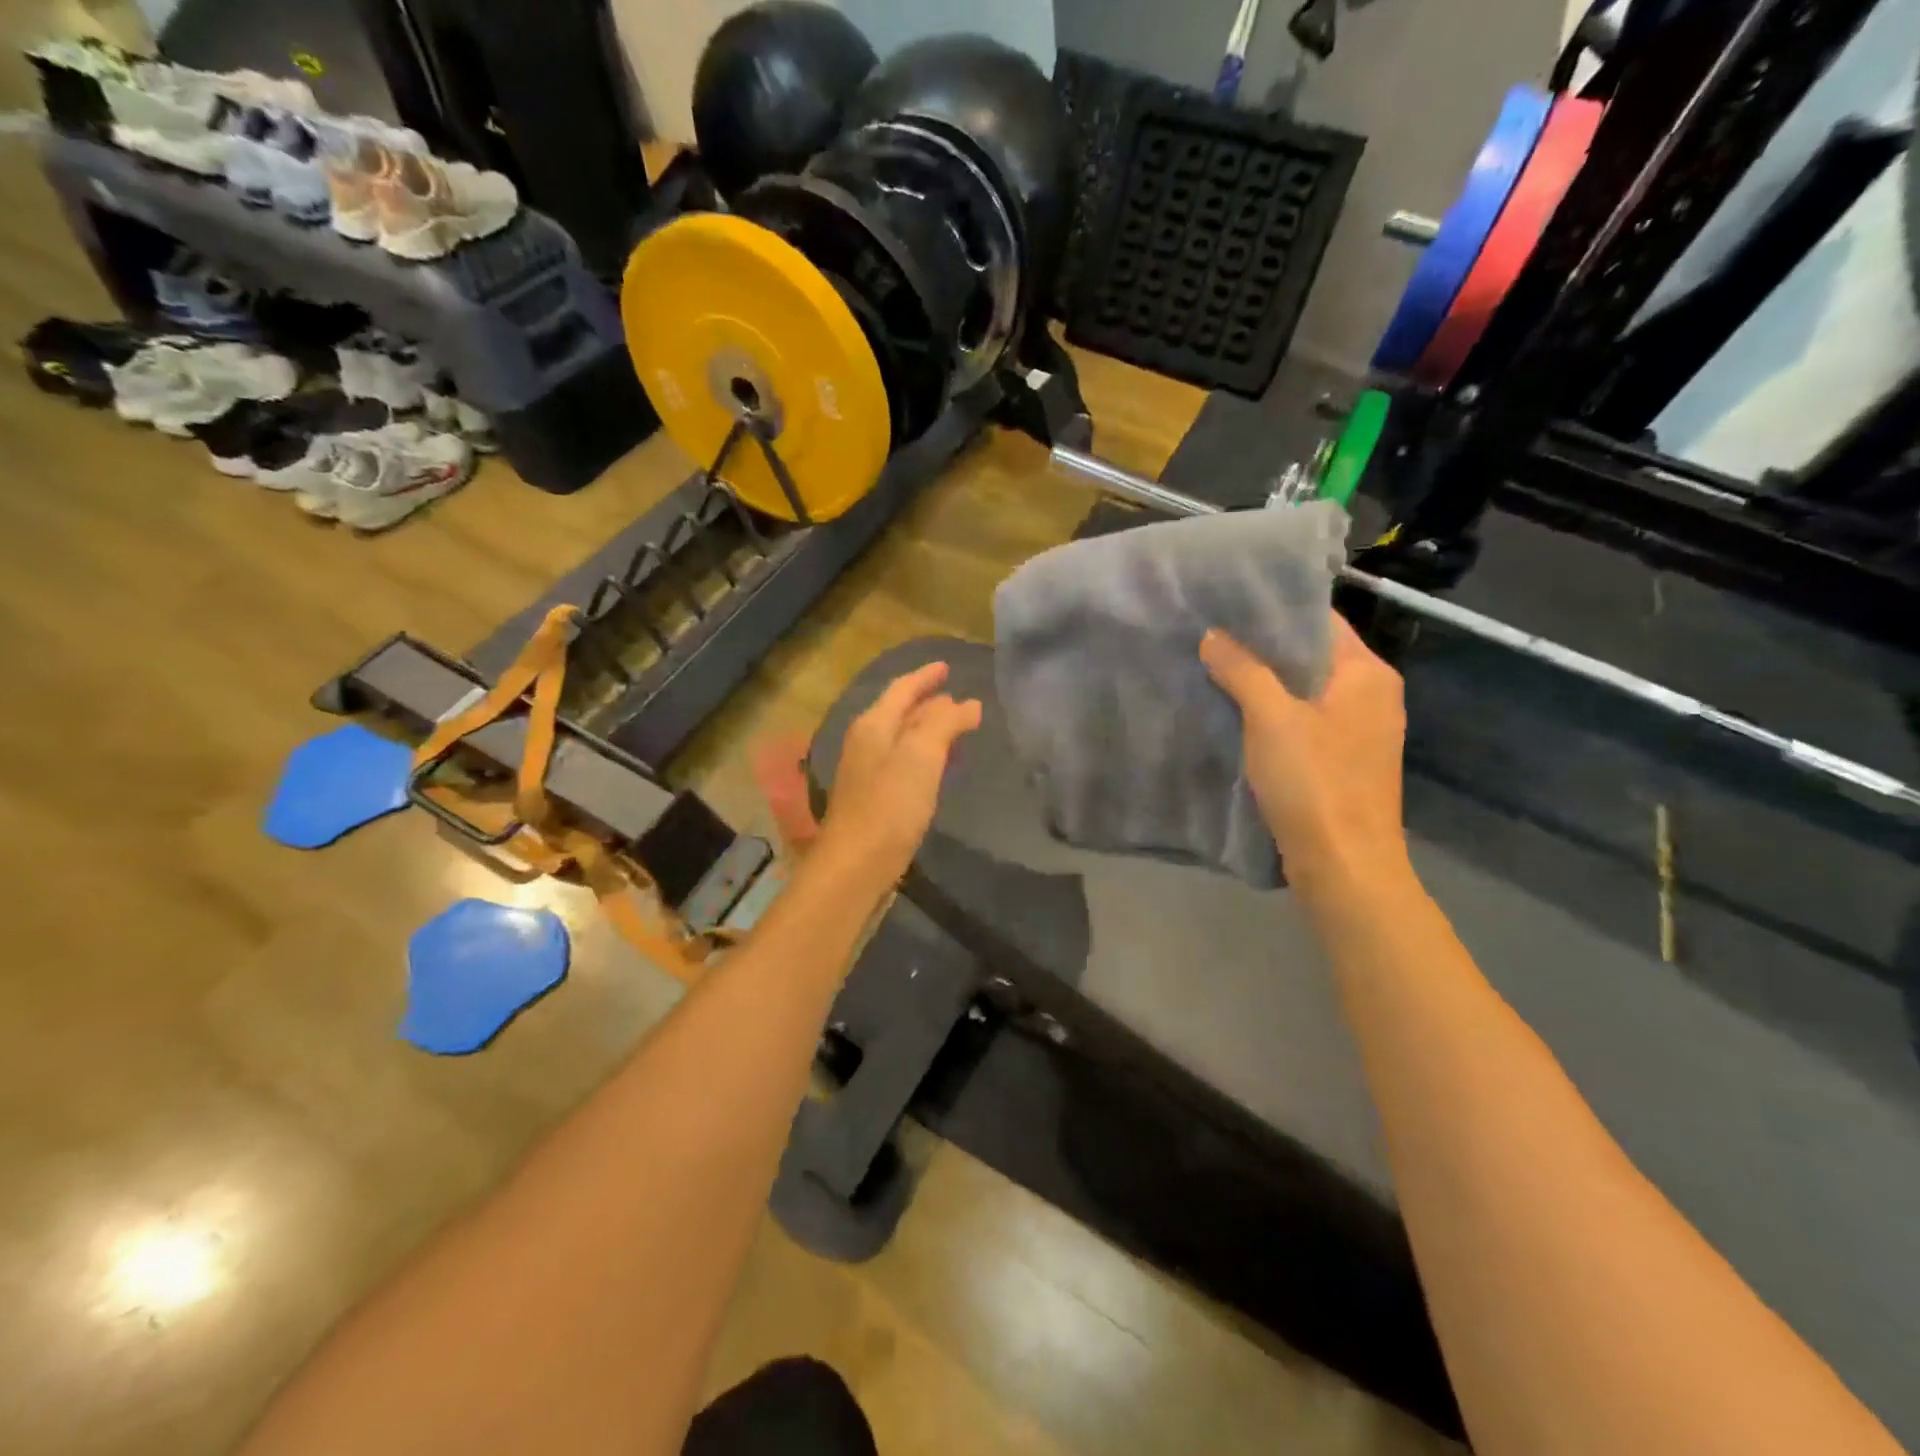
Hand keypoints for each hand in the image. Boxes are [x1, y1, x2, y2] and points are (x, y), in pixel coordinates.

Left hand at [819, 662, 981, 878]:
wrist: (856, 866)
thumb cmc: (889, 805)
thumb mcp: (920, 755)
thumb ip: (943, 723)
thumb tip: (966, 703)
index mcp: (873, 725)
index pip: (902, 689)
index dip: (925, 676)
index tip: (947, 666)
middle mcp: (866, 743)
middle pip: (900, 712)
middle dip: (929, 703)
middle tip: (959, 699)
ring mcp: (868, 773)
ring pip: (903, 739)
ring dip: (928, 730)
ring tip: (956, 728)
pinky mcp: (875, 800)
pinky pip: (904, 764)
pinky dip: (925, 756)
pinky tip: (939, 769)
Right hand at [1200, 613, 1408, 898]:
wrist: (1345, 867)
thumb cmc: (1314, 783)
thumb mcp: (1271, 719)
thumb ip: (1242, 670)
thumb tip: (1212, 635)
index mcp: (1368, 673)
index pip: (1320, 620)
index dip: (1274, 610)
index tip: (1227, 604)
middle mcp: (1373, 695)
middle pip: (1313, 655)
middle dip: (1263, 647)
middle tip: (1212, 635)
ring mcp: (1361, 732)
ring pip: (1306, 691)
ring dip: (1266, 682)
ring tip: (1216, 668)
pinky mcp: (1344, 762)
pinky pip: (1305, 722)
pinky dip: (1274, 714)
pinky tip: (1236, 714)